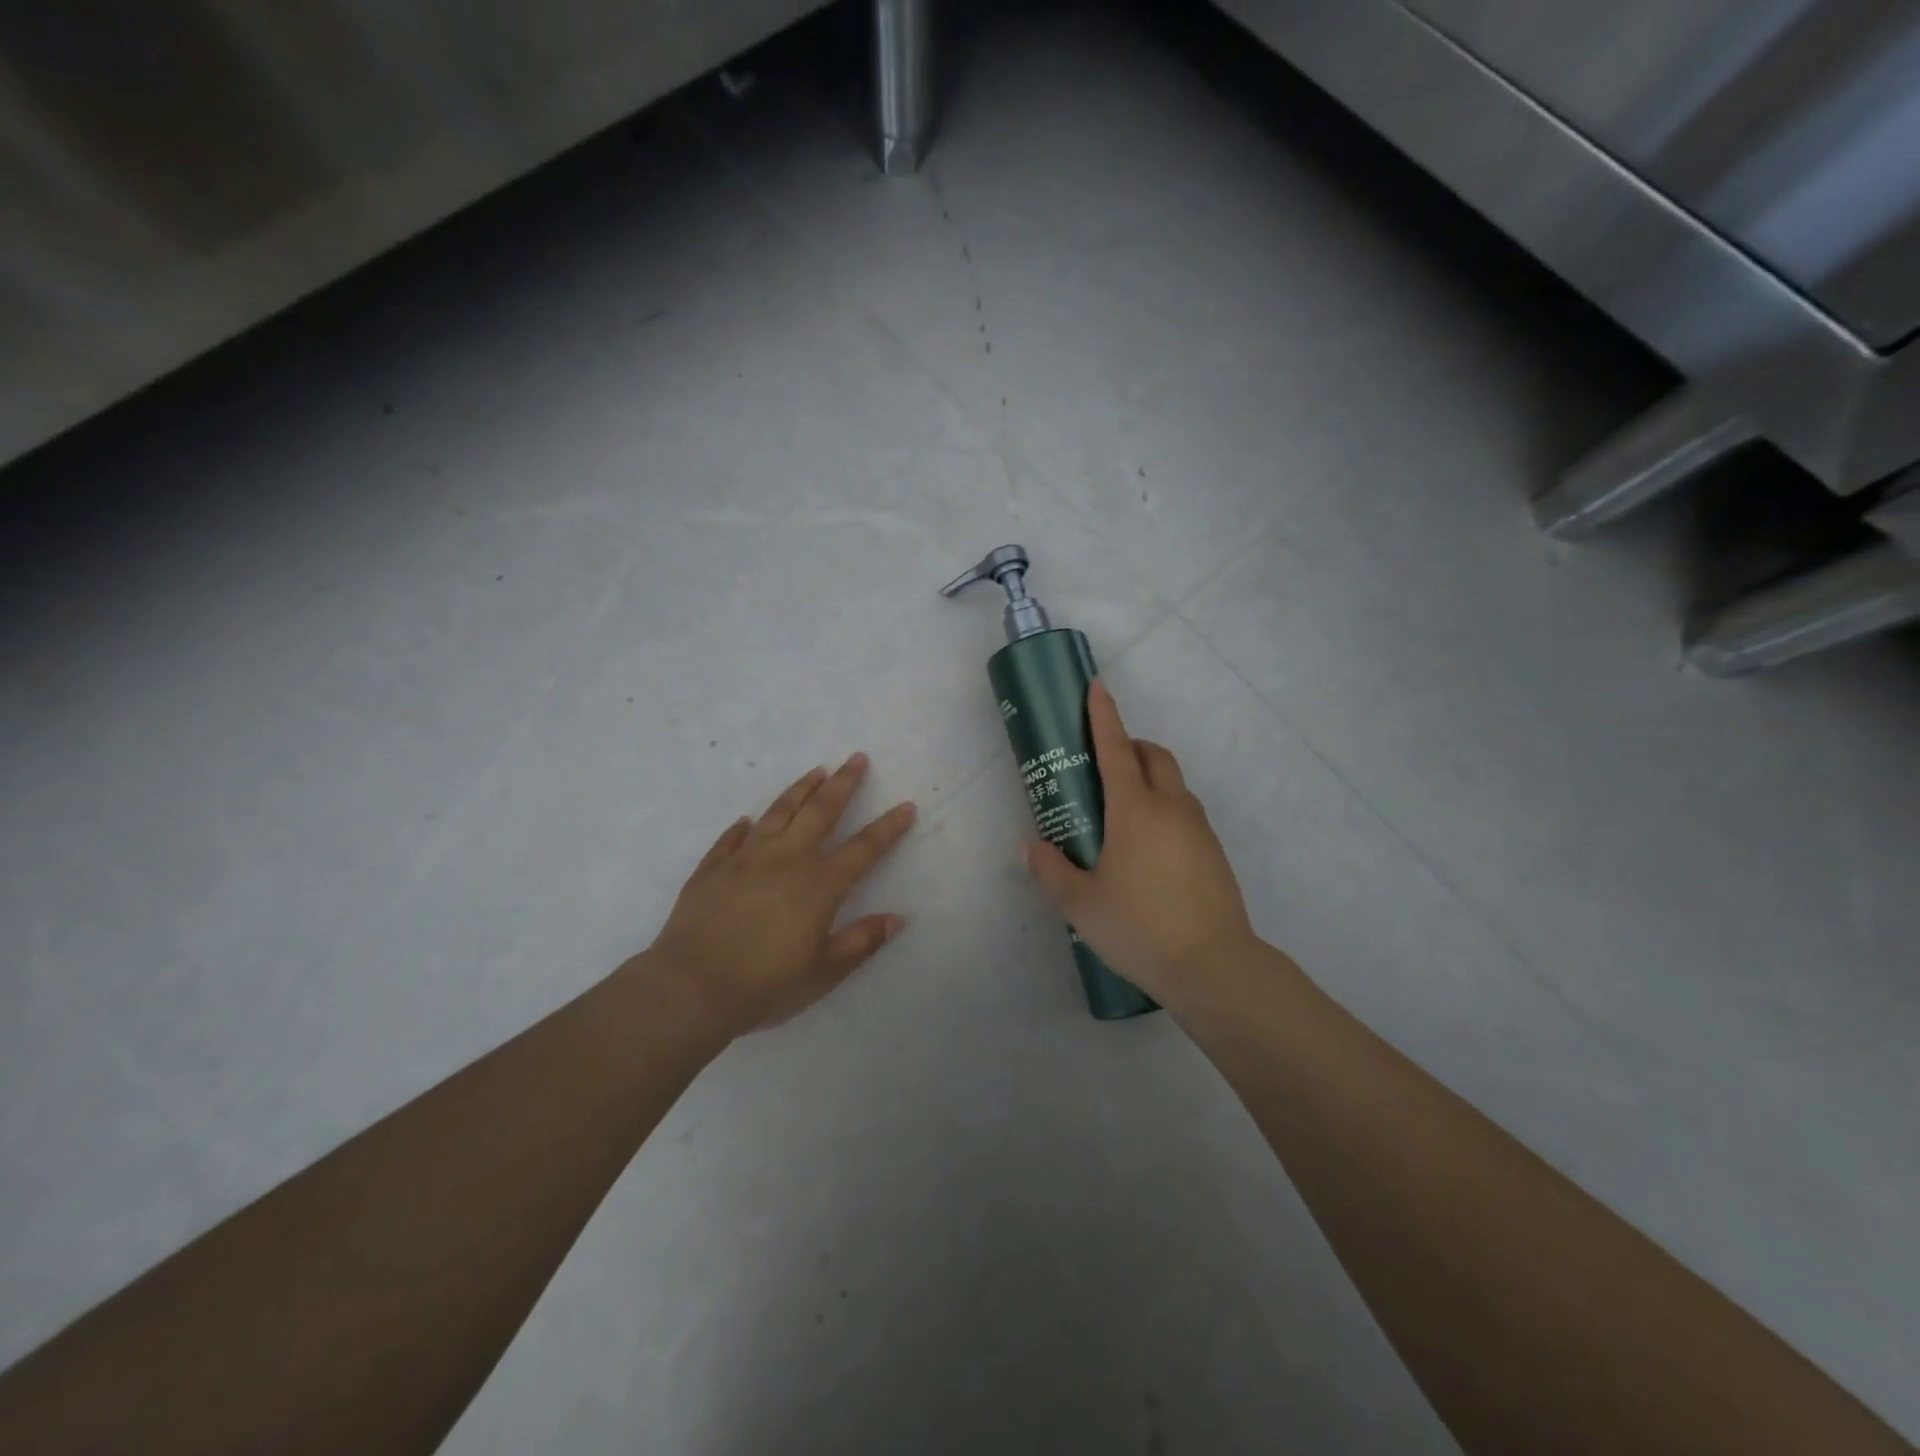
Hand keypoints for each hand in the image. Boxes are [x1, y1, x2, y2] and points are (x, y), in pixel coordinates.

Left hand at [635, 754, 916, 1034]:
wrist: (691, 987)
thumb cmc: (766, 984)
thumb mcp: (824, 972)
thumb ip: (862, 942)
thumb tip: (897, 918)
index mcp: (819, 884)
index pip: (864, 848)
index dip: (888, 827)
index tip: (906, 806)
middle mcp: (786, 859)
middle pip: (820, 811)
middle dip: (843, 783)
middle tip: (856, 758)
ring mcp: (746, 859)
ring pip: (778, 812)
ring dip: (800, 789)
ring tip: (815, 771)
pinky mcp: (712, 868)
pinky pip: (731, 838)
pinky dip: (743, 827)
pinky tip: (747, 820)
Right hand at [1024, 681, 1257, 1006]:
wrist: (1213, 966)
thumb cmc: (1139, 927)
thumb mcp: (1080, 903)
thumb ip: (1051, 870)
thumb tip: (1030, 846)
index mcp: (1134, 809)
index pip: (1115, 748)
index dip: (1103, 714)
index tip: (1096, 686)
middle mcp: (1170, 807)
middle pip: (1153, 756)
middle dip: (1130, 745)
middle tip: (1103, 765)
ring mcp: (1198, 828)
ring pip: (1173, 783)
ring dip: (1148, 778)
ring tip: (1121, 814)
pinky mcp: (1213, 851)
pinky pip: (1184, 811)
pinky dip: (1164, 808)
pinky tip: (1148, 850)